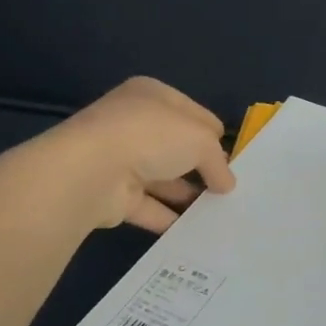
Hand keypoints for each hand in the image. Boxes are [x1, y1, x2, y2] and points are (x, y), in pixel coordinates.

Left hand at [43, 77, 236, 232]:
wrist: (91, 172)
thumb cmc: (151, 137)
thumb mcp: (201, 139)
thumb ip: (218, 162)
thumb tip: (226, 184)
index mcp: (152, 95)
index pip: (192, 112)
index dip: (214, 134)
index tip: (234, 158)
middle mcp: (133, 123)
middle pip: (176, 145)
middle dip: (201, 166)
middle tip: (228, 188)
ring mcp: (119, 159)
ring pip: (162, 177)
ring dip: (187, 194)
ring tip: (218, 212)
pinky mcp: (111, 195)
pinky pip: (148, 206)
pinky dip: (168, 218)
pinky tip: (194, 230)